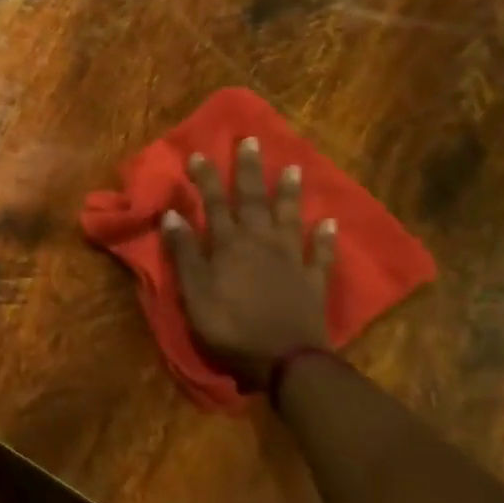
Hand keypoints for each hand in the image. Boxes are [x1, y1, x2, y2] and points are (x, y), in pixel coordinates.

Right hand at [161, 137, 336, 386]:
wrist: (285, 361)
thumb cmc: (230, 327)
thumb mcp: (194, 293)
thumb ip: (185, 253)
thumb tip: (172, 215)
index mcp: (229, 245)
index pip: (214, 203)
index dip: (206, 178)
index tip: (198, 153)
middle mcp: (261, 243)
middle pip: (254, 200)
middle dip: (249, 171)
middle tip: (252, 141)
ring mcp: (291, 260)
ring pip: (290, 218)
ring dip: (290, 193)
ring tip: (293, 168)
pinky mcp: (313, 281)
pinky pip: (322, 254)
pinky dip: (327, 237)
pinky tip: (331, 222)